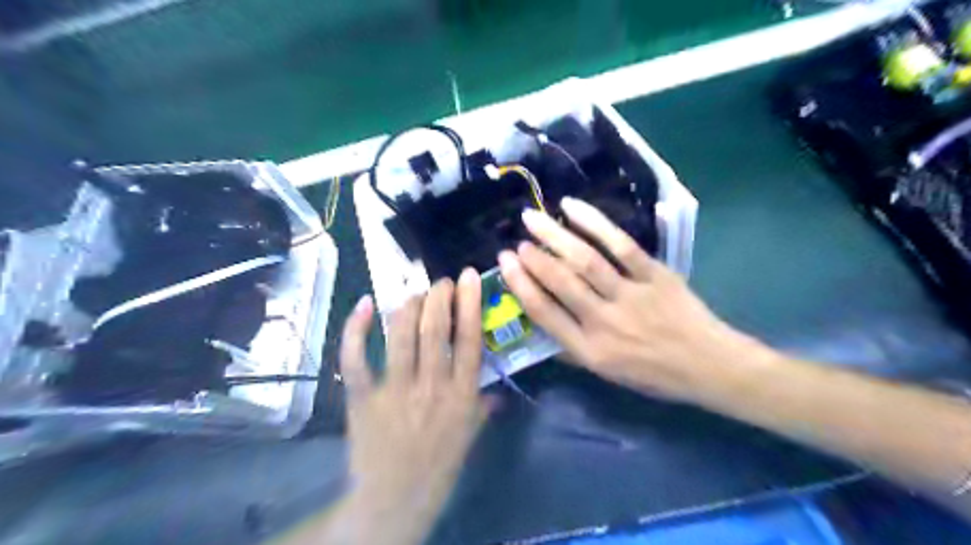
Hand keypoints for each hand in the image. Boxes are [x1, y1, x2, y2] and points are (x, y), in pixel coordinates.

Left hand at [338, 271, 489, 544]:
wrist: (394, 502)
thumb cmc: (438, 468)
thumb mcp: (470, 437)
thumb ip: (483, 409)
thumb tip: (498, 391)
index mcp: (461, 395)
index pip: (470, 338)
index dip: (471, 303)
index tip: (470, 276)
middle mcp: (431, 387)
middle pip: (435, 328)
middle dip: (439, 295)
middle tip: (442, 281)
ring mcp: (394, 391)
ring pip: (401, 334)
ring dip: (408, 305)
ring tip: (416, 294)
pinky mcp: (362, 398)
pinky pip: (356, 358)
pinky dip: (356, 329)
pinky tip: (364, 304)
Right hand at [495, 199, 753, 401]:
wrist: (708, 366)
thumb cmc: (654, 375)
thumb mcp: (607, 375)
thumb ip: (573, 351)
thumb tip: (543, 327)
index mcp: (590, 350)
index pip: (545, 314)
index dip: (521, 285)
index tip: (505, 264)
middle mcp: (605, 322)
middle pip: (561, 282)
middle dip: (534, 258)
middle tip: (517, 240)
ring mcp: (631, 295)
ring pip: (585, 261)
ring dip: (554, 237)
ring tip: (532, 218)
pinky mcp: (655, 275)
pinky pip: (621, 245)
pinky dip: (595, 223)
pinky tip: (572, 208)